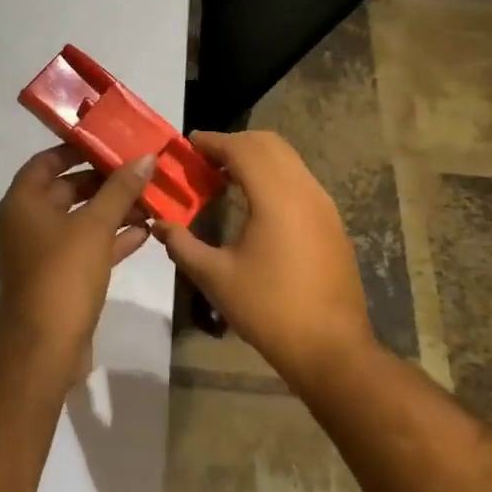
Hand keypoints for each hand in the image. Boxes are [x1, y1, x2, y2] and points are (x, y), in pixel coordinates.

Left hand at [0, 146, 155, 368]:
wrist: (45, 346)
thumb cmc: (63, 273)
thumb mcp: (95, 225)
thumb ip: (120, 189)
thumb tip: (146, 157)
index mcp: (24, 201)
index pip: (48, 160)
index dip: (77, 149)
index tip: (110, 141)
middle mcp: (29, 222)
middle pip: (67, 189)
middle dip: (104, 182)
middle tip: (140, 170)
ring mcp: (45, 252)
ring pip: (82, 220)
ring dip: (113, 211)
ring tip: (151, 199)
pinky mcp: (61, 277)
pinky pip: (88, 247)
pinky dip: (112, 238)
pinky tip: (146, 232)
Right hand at [155, 131, 376, 389]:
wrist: (332, 349)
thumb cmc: (269, 310)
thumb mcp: (216, 278)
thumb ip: (182, 244)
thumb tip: (159, 223)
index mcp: (276, 197)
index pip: (242, 149)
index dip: (212, 141)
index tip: (187, 144)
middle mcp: (304, 190)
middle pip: (268, 144)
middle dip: (234, 143)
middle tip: (203, 159)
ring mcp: (323, 205)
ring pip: (287, 160)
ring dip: (255, 158)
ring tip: (223, 177)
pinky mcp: (331, 222)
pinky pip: (299, 180)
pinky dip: (272, 175)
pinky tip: (253, 201)